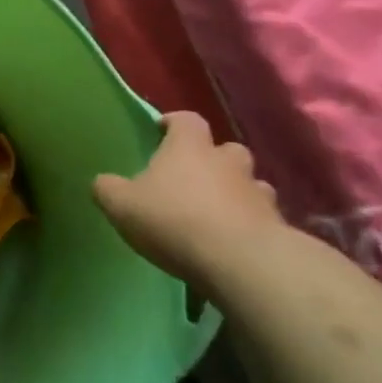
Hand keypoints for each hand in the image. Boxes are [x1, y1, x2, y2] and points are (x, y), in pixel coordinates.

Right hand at [93, 111, 281, 299]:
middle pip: (225, 149)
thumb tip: (103, 182)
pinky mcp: (277, 226)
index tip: (162, 131)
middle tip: (194, 177)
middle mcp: (227, 161)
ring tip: (218, 212)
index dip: (174, 123)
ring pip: (250, 183)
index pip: (186, 120)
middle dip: (213, 159)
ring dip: (236, 192)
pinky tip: (235, 242)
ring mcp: (257, 193)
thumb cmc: (175, 220)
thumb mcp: (122, 205)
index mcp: (189, 147)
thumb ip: (108, 189)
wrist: (241, 262)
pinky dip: (251, 224)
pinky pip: (262, 218)